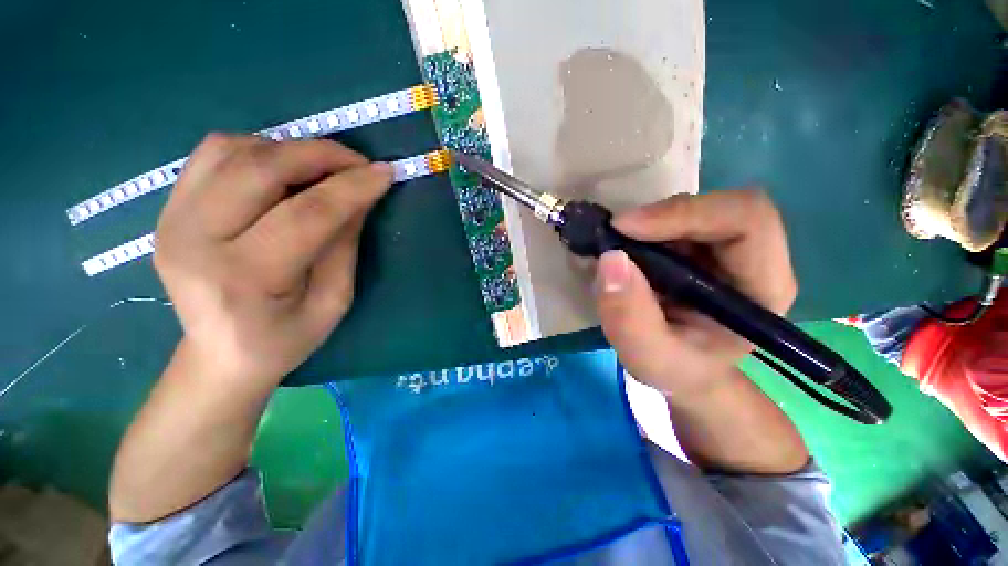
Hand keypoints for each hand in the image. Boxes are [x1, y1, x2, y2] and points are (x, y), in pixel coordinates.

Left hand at [154, 133, 391, 385]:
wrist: (220, 356)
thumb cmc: (286, 338)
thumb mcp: (335, 301)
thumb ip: (345, 244)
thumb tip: (361, 195)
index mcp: (244, 277)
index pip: (307, 213)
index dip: (352, 187)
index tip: (385, 173)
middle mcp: (195, 239)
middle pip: (261, 168)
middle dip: (321, 155)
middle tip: (359, 163)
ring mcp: (172, 218)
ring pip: (232, 149)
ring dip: (289, 149)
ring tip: (323, 169)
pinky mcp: (168, 208)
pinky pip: (213, 154)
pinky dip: (257, 150)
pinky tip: (283, 170)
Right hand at [594, 190, 797, 400]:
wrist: (683, 370)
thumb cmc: (676, 369)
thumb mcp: (648, 357)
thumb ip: (629, 318)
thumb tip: (610, 259)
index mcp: (762, 287)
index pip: (746, 220)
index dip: (686, 213)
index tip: (626, 229)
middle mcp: (753, 259)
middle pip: (719, 207)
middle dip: (661, 217)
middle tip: (616, 235)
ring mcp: (726, 250)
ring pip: (693, 210)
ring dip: (649, 223)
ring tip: (618, 247)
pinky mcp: (701, 248)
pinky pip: (674, 221)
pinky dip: (644, 229)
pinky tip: (627, 250)